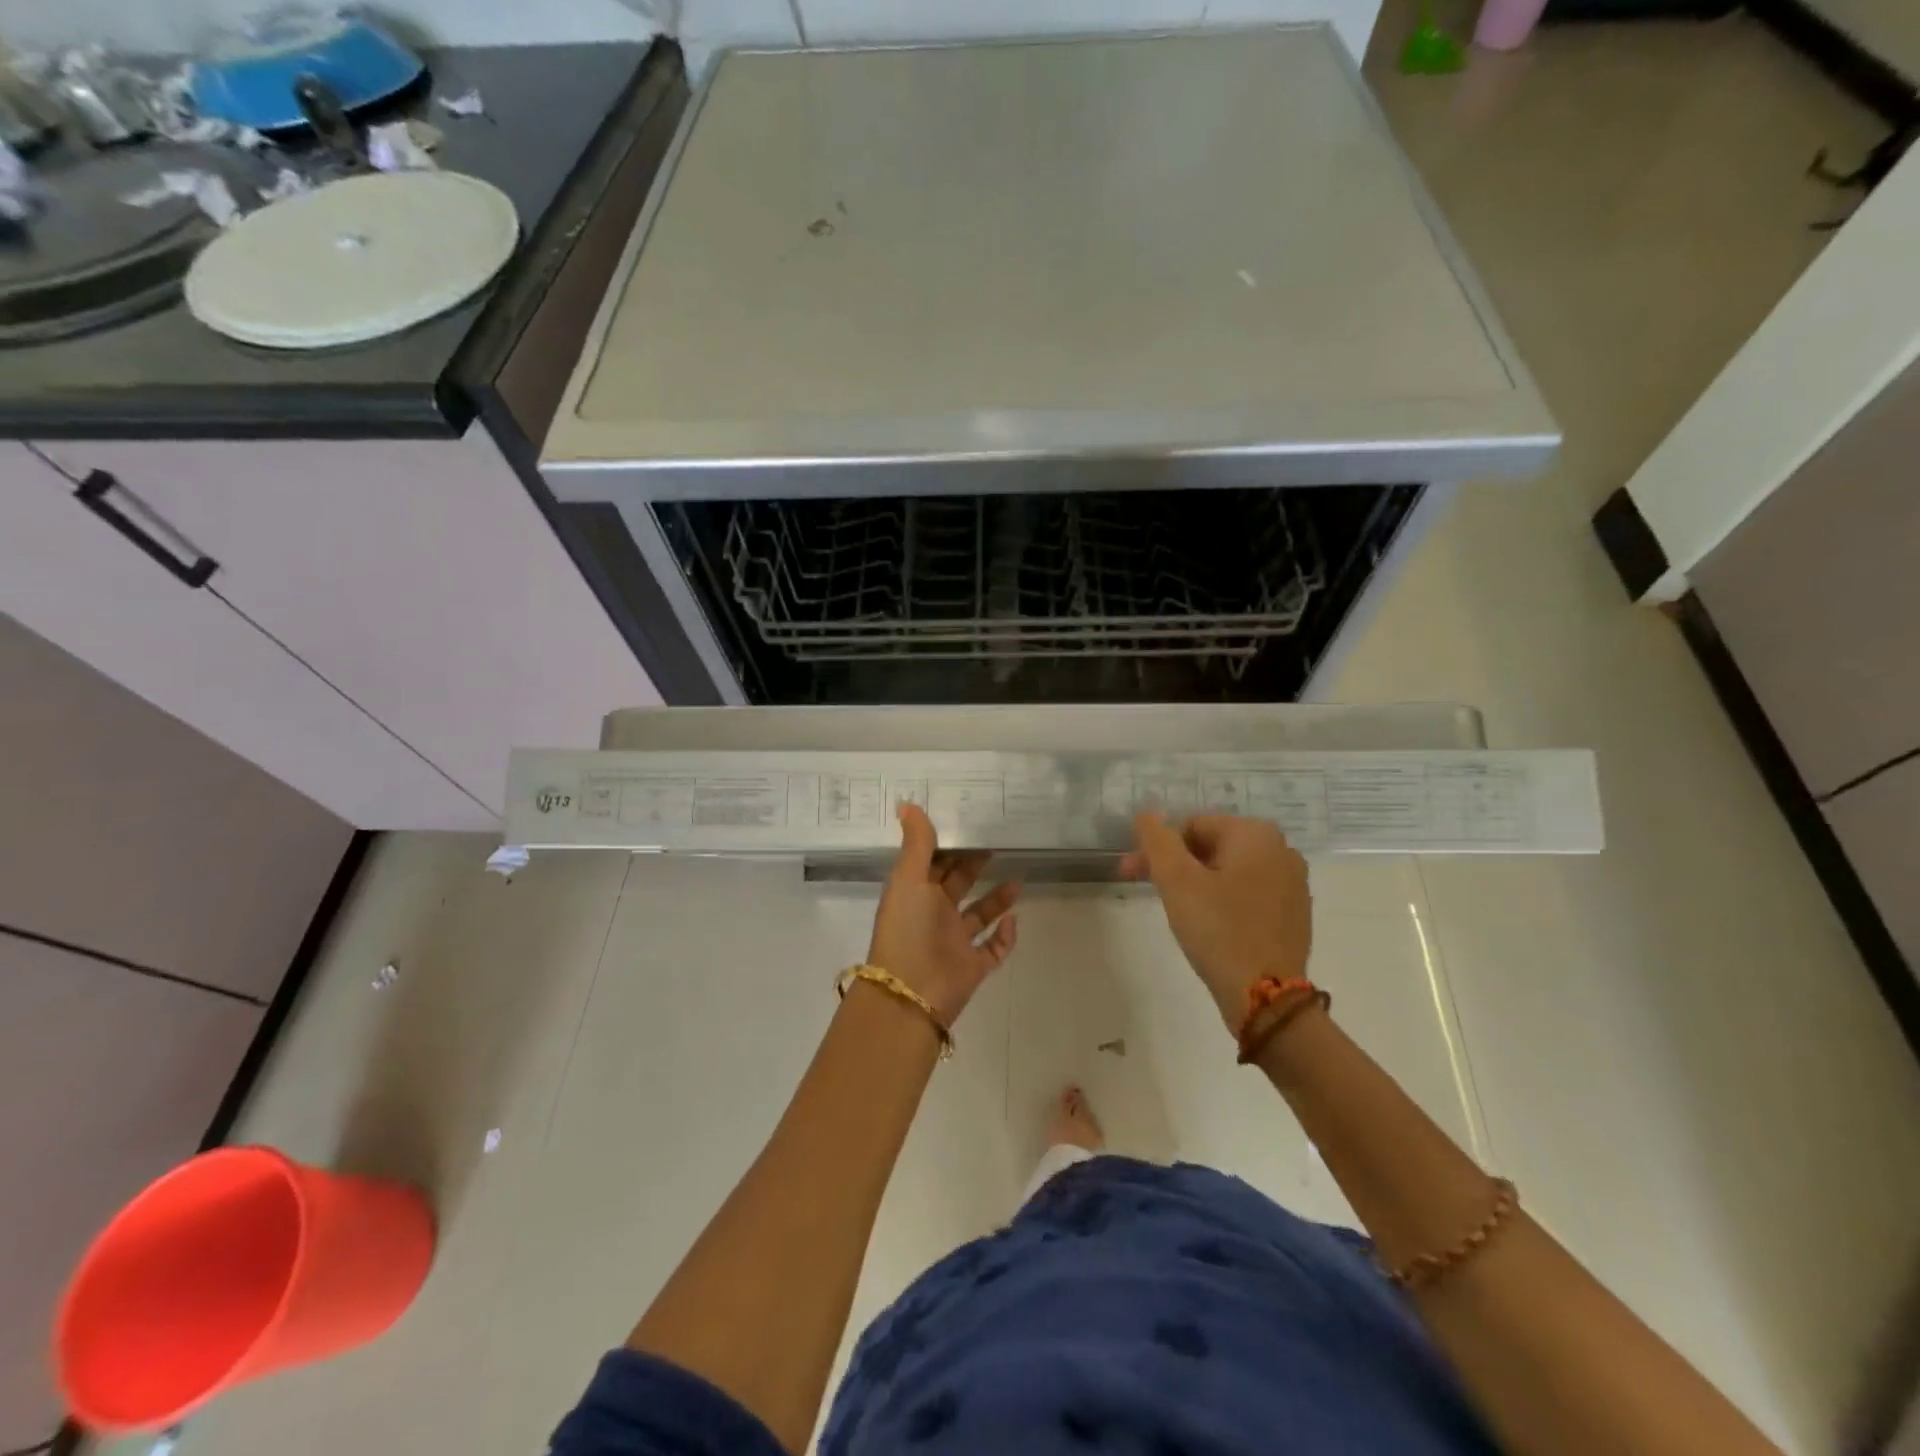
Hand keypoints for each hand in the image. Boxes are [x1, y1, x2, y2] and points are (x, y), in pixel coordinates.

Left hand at [866, 804, 1019, 1025]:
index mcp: (915, 893)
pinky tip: (1015, 919)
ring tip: (1019, 878)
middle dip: (975, 866)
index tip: (971, 822)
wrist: (912, 992)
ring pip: (979, 915)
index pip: (933, 862)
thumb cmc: (907, 928)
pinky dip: (1006, 935)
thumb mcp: (909, 879)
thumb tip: (906, 802)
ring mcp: (954, 942)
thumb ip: (916, 842)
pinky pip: (994, 948)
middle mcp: (934, 915)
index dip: (949, 844)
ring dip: (997, 899)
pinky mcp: (973, 966)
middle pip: (958, 884)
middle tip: (1000, 842)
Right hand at [1121, 813, 1311, 1031]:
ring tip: (1177, 910)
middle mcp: (1281, 850)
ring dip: (1197, 883)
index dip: (1158, 848)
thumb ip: (1157, 840)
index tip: (1132, 873)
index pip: (1191, 826)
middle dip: (1176, 865)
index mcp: (1255, 834)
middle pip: (1211, 846)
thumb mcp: (1177, 880)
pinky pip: (1247, 893)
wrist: (1266, 997)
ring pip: (1229, 871)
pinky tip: (1209, 926)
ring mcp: (1292, 883)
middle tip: (1148, 890)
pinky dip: (1222, 901)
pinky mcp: (1293, 914)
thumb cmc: (1218, 930)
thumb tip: (1147, 814)